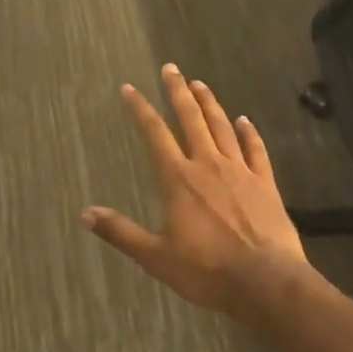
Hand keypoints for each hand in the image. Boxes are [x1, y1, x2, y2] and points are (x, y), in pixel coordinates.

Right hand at [84, 64, 307, 316]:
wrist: (267, 283)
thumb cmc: (207, 270)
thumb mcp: (156, 257)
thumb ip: (121, 233)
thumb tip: (85, 214)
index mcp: (179, 179)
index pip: (155, 134)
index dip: (140, 109)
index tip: (130, 88)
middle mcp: (207, 165)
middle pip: (190, 119)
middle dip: (178, 92)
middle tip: (171, 68)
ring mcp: (240, 172)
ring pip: (222, 127)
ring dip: (210, 104)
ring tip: (200, 83)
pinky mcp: (265, 184)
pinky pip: (255, 150)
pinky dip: (249, 133)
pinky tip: (245, 120)